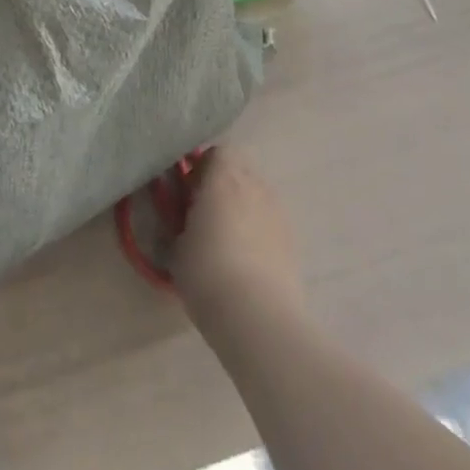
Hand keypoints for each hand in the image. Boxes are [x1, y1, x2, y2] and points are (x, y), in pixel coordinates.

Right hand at [172, 147, 304, 320]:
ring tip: (228, 239)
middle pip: (241, 170)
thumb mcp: (176, 246)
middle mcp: (254, 185)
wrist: (258, 318)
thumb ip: (179, 223)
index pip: (217, 151)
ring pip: (258, 197)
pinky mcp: (293, 243)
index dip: (202, 167)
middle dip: (224, 185)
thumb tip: (182, 222)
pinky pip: (271, 224)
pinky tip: (248, 261)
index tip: (189, 191)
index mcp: (224, 176)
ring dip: (243, 207)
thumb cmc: (207, 271)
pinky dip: (260, 232)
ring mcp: (278, 213)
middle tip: (205, 212)